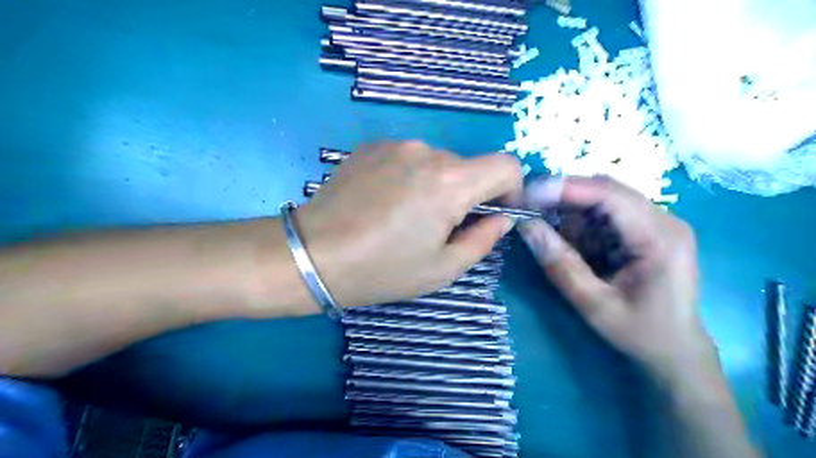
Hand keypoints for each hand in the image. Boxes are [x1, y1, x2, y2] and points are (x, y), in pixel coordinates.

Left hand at [298, 141, 518, 308]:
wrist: (312, 254)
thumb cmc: (382, 269)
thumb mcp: (442, 268)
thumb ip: (483, 239)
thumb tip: (501, 218)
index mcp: (450, 182)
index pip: (507, 165)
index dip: (510, 190)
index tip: (492, 214)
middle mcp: (426, 151)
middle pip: (468, 166)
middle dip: (466, 195)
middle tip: (438, 227)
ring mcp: (395, 144)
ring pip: (437, 162)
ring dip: (436, 186)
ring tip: (405, 216)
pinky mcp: (371, 146)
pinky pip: (407, 158)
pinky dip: (409, 177)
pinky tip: (384, 202)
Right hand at [523, 175, 716, 378]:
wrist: (675, 351)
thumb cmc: (640, 333)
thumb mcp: (594, 304)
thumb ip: (560, 264)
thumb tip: (526, 226)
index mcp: (660, 238)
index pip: (610, 195)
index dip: (566, 188)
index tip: (528, 193)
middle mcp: (664, 221)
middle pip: (606, 191)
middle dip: (564, 197)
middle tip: (528, 208)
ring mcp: (657, 224)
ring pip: (603, 200)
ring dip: (570, 212)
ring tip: (546, 230)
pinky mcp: (647, 231)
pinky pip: (606, 215)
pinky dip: (581, 224)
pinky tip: (569, 243)